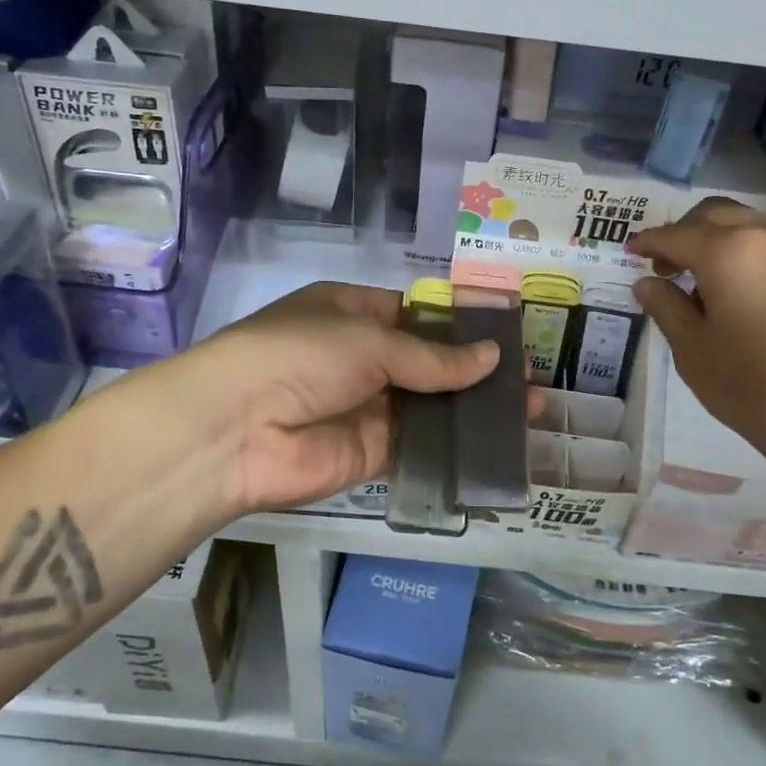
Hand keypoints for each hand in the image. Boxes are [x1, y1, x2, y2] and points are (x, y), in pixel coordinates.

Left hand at [164, 282, 498, 516]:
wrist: (236, 429)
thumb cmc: (300, 355)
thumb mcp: (369, 341)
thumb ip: (432, 357)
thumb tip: (491, 358)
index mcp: (353, 313)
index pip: (417, 315)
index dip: (461, 325)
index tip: (507, 334)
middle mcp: (361, 357)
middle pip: (429, 362)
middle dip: (476, 369)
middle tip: (529, 377)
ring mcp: (367, 406)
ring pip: (431, 405)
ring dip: (474, 408)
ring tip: (529, 410)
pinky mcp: (371, 452)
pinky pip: (420, 445)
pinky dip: (456, 444)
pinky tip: (498, 443)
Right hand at [628, 198, 765, 499]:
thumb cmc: (755, 390)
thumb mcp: (694, 353)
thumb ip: (666, 307)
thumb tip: (647, 283)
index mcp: (730, 252)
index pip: (676, 235)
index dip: (649, 242)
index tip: (631, 252)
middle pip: (715, 215)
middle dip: (684, 233)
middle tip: (666, 266)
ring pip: (750, 226)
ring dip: (720, 241)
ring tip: (705, 282)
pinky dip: (751, 255)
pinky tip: (745, 292)